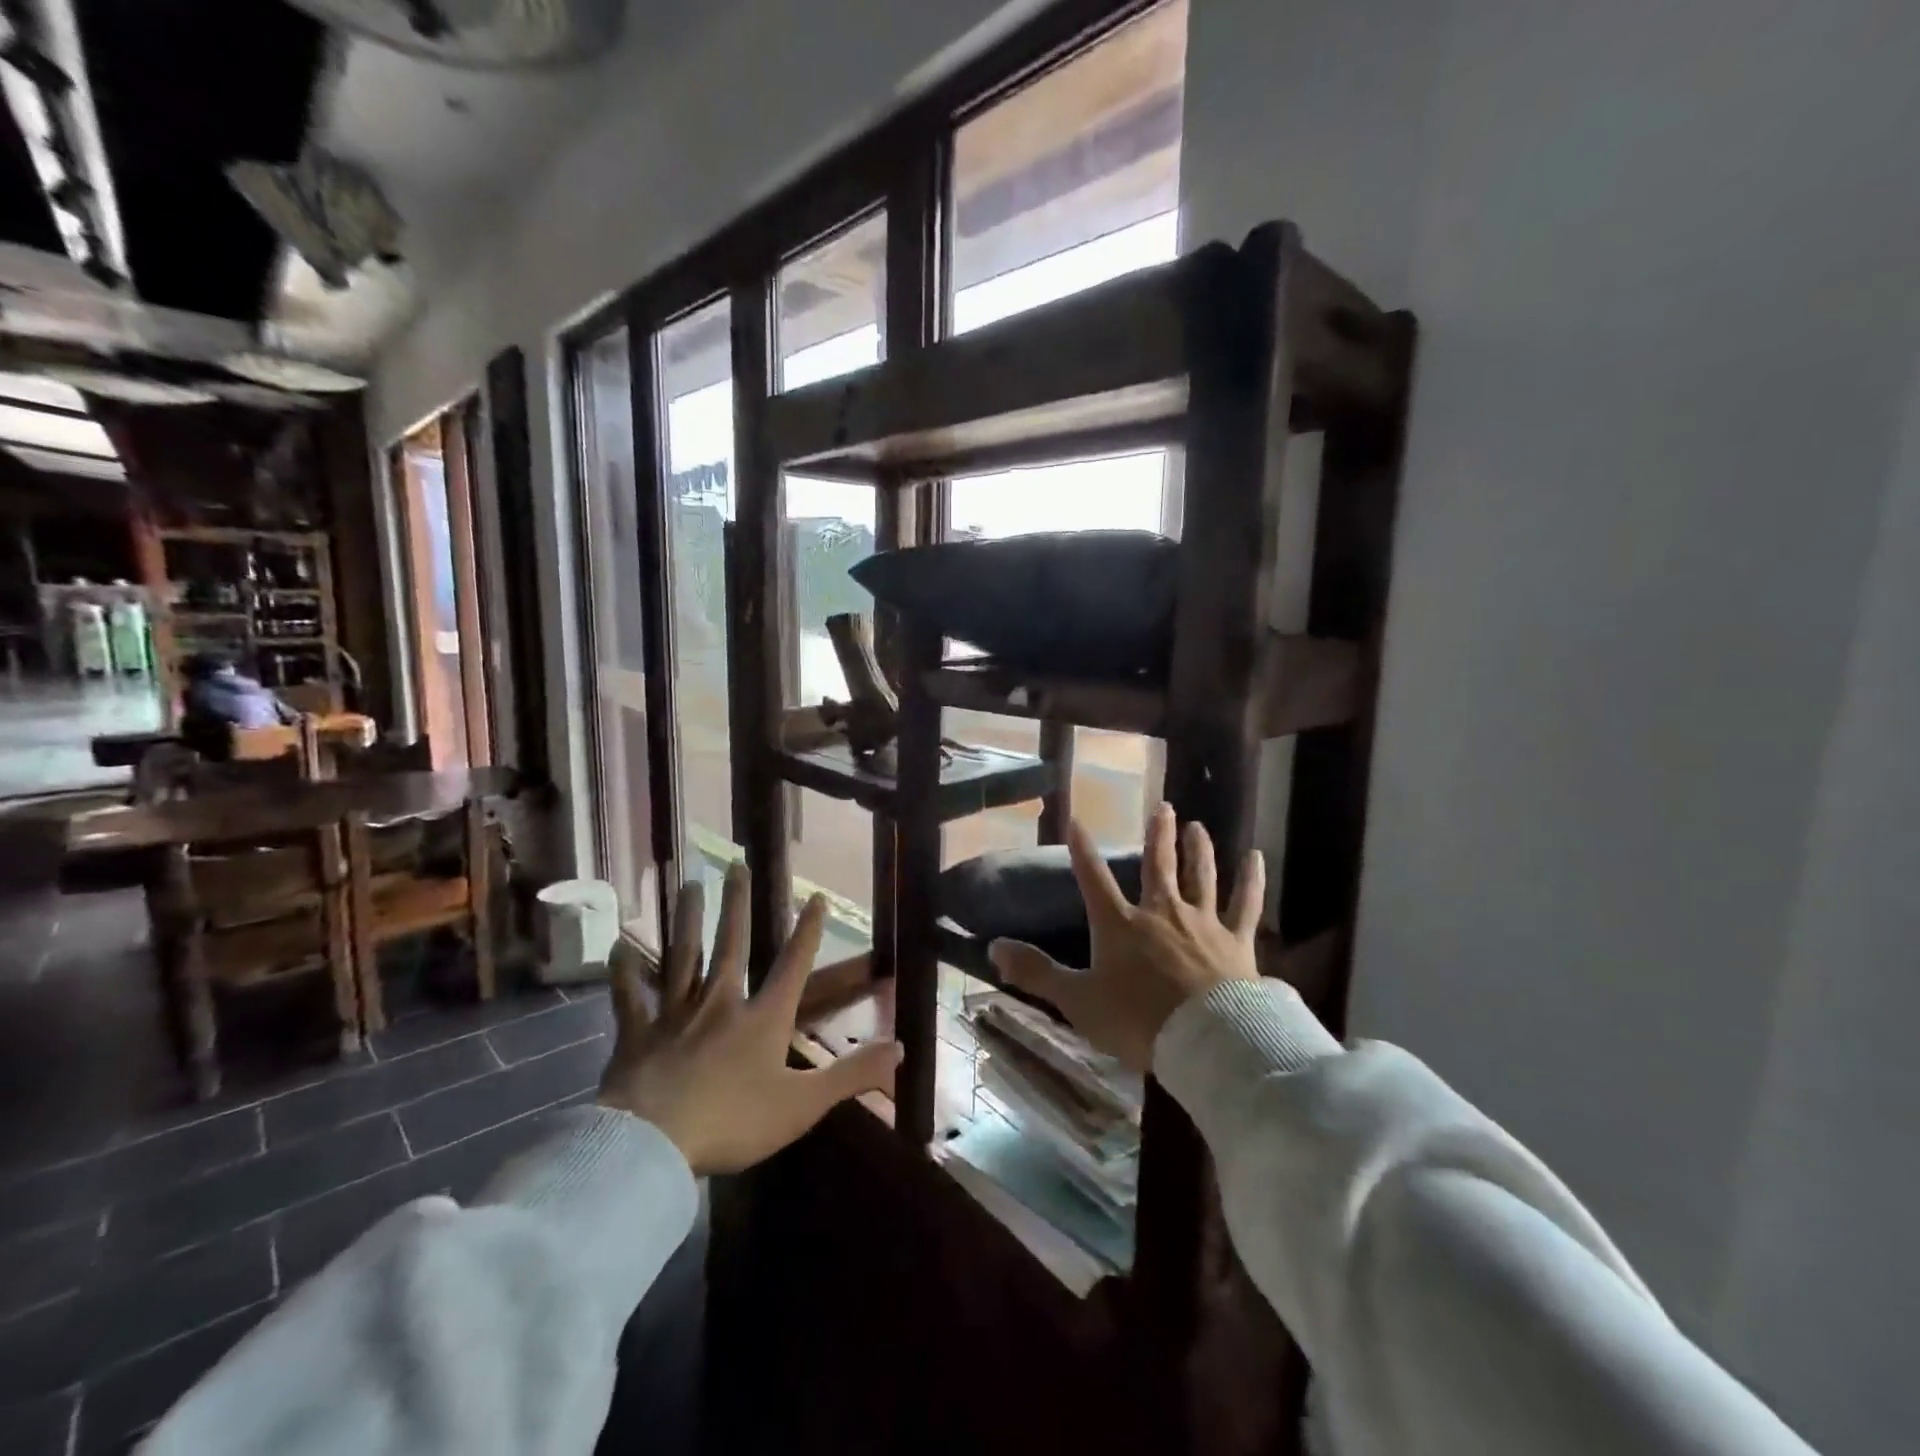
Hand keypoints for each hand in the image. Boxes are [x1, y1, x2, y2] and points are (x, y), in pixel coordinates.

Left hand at [599, 863, 901, 1174]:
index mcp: (762, 1019)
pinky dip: (624, 973)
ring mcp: (675, 1015)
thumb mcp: (803, 1104)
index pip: (793, 965)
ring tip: (690, 885)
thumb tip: (900, 1046)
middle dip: (737, 904)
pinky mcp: (637, 1034)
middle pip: (731, 945)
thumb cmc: (734, 1122)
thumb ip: (851, 1073)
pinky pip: (629, 997)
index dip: (808, 931)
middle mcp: (720, 1003)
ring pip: (682, 957)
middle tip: (736, 864)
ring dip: (688, 920)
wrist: (654, 1145)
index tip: (816, 896)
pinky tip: (619, 947)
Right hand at [989, 804, 1263, 1072]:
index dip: (1082, 849)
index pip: (1093, 878)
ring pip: (1200, 876)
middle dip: (1158, 835)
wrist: (1206, 1042)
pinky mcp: (1236, 941)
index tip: (1076, 820)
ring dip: (1198, 849)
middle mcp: (1160, 912)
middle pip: (1157, 865)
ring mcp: (1201, 923)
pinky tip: (1255, 858)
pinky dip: (1251, 880)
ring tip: (1197, 825)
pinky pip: (1245, 904)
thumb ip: (1036, 972)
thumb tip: (994, 947)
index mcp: (1119, 924)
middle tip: (1163, 806)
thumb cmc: (1137, 1020)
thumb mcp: (1077, 1000)